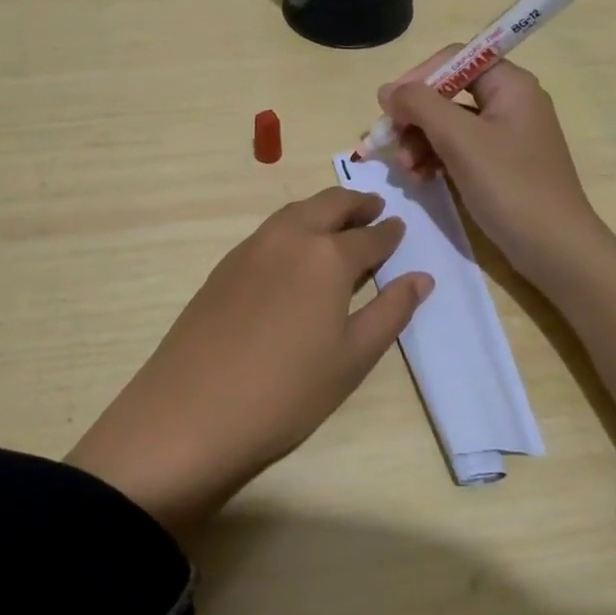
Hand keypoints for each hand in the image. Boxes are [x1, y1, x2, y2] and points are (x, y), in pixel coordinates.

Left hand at [67, 188, 431, 542]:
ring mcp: (251, 248)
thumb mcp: (352, 357)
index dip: (388, 233)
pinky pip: (269, 232)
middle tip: (373, 207)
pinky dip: (292, 227)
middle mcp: (289, 238)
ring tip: (338, 222)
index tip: (399, 227)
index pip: (369, 237)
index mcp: (327, 256)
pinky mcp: (224, 266)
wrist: (193, 411)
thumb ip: (390, 311)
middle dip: (355, 203)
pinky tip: (294, 252)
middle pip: (328, 205)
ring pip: (294, 213)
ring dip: (322, 210)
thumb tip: (422, 278)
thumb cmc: (288, 392)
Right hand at [379, 50, 603, 289]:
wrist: (554, 248)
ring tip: (405, 170)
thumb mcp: (459, 139)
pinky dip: (435, 158)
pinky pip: (458, 148)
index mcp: (510, 85)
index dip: (418, 78)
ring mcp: (506, 135)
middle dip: (415, 118)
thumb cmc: (509, 185)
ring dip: (419, 142)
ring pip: (448, 124)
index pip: (454, 60)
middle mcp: (510, 102)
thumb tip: (387, 90)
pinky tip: (420, 179)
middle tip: (390, 143)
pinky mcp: (500, 164)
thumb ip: (420, 105)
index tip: (390, 107)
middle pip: (447, 93)